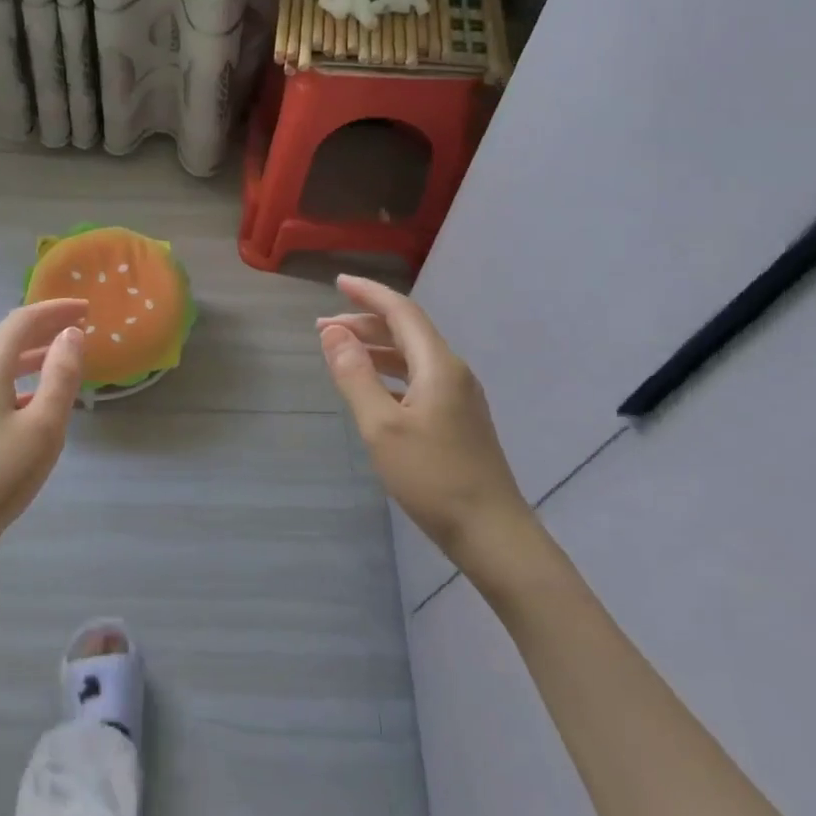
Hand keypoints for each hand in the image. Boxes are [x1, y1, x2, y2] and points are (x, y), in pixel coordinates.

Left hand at [0, 299, 86, 566]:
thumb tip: (71, 335)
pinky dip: (18, 382)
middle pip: (7, 339)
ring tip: (64, 360)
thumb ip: (61, 376)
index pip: (22, 321)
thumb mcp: (43, 427)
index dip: (55, 310)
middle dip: (45, 330)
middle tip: (81, 329)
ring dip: (32, 357)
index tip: (87, 309)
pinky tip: (34, 403)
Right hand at [318, 275, 531, 563]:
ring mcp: (459, 396)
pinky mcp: (458, 419)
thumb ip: (355, 375)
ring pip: (412, 356)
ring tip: (340, 352)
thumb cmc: (432, 477)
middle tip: (323, 328)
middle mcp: (452, 371)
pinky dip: (389, 372)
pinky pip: (418, 378)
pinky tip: (372, 388)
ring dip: (376, 348)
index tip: (337, 283)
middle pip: (407, 331)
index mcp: (438, 365)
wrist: (492, 532)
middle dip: (365, 322)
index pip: (401, 312)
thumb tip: (332, 333)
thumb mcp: (381, 427)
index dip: (368, 293)